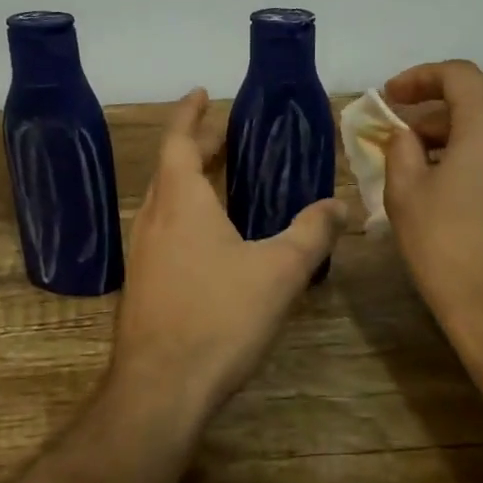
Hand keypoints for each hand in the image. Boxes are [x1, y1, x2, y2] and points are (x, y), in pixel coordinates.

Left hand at [112, 89, 345, 417]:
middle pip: (171, 167)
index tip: (202, 93)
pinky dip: (184, 213)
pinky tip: (209, 238)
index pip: (178, 140)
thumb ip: (312, 233)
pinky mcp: (142, 285)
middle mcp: (154, 219)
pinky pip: (163, 230)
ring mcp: (142, 254)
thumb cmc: (218, 317)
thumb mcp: (279, 271)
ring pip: (165, 201)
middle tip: (223, 133)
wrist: (159, 390)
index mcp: (180, 202)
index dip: (190, 114)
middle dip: (196, 145)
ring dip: (188, 180)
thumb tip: (340, 205)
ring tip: (218, 178)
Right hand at [382, 61, 482, 357]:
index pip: (458, 75)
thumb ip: (401, 150)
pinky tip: (463, 201)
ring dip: (461, 146)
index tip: (391, 97)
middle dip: (436, 119)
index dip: (420, 78)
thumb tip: (407, 135)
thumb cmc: (454, 252)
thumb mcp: (407, 197)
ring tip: (427, 176)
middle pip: (480, 107)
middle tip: (401, 144)